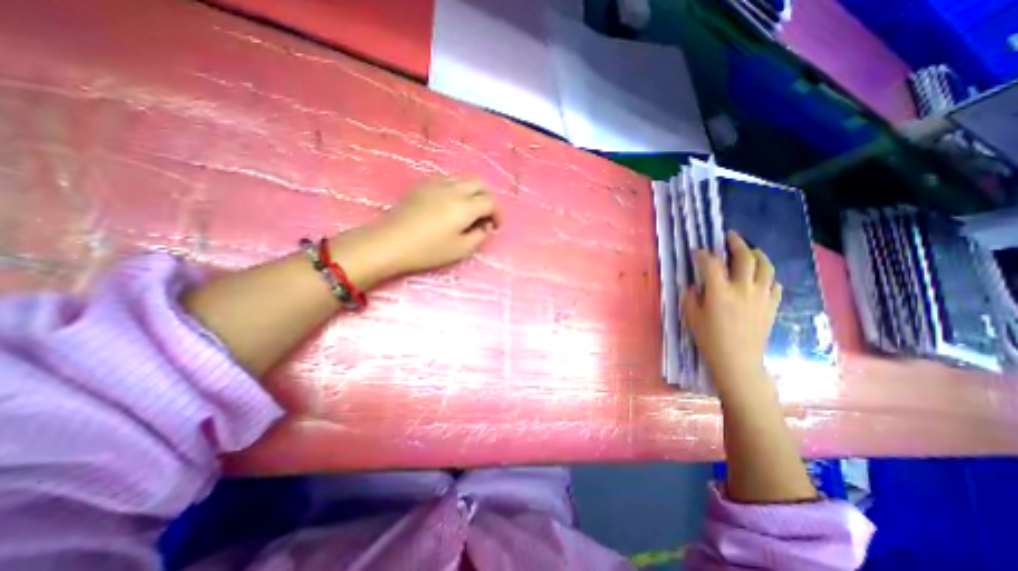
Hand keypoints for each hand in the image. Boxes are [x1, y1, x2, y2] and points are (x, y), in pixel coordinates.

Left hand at [365, 177, 500, 276]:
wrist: (390, 242)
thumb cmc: (428, 250)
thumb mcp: (460, 250)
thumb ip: (480, 236)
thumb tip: (486, 225)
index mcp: (465, 206)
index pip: (491, 201)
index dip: (498, 213)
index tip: (495, 226)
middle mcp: (454, 189)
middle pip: (480, 183)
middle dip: (488, 197)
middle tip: (486, 215)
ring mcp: (436, 183)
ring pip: (464, 178)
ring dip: (473, 191)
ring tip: (470, 209)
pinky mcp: (423, 184)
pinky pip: (449, 179)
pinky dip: (458, 188)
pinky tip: (451, 203)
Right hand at [679, 230, 780, 394]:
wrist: (737, 359)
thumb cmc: (709, 338)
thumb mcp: (691, 316)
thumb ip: (691, 296)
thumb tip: (695, 285)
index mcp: (719, 291)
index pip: (711, 263)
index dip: (702, 254)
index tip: (697, 251)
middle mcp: (743, 288)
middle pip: (744, 257)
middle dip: (736, 243)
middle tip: (730, 237)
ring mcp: (761, 296)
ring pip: (766, 267)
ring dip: (758, 255)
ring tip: (752, 251)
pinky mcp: (772, 305)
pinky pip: (775, 284)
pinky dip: (768, 276)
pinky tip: (762, 277)